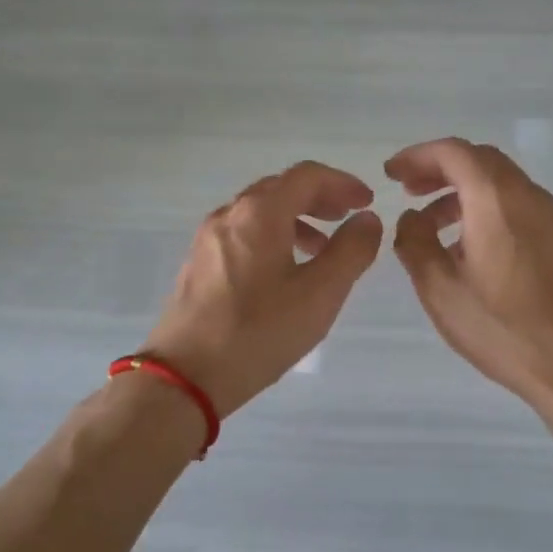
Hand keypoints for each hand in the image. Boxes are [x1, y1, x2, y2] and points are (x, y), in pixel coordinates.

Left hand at [144, 161, 383, 418]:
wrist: (184, 376)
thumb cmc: (259, 332)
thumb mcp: (319, 294)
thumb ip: (351, 251)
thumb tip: (367, 219)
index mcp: (260, 213)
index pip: (306, 176)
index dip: (342, 183)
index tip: (367, 202)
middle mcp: (230, 214)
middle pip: (281, 188)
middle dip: (319, 198)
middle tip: (347, 218)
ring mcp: (209, 238)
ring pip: (259, 211)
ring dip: (296, 219)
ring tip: (321, 250)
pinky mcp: (198, 263)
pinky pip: (242, 232)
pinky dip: (272, 236)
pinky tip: (283, 271)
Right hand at [387, 138, 552, 411]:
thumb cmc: (502, 327)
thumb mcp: (440, 289)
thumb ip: (414, 243)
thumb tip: (411, 218)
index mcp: (495, 198)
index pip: (453, 152)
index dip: (417, 156)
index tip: (391, 174)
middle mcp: (526, 195)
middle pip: (478, 160)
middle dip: (438, 169)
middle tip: (408, 191)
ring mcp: (548, 215)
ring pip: (498, 182)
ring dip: (460, 190)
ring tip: (429, 224)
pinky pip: (514, 204)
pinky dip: (483, 207)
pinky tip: (464, 247)